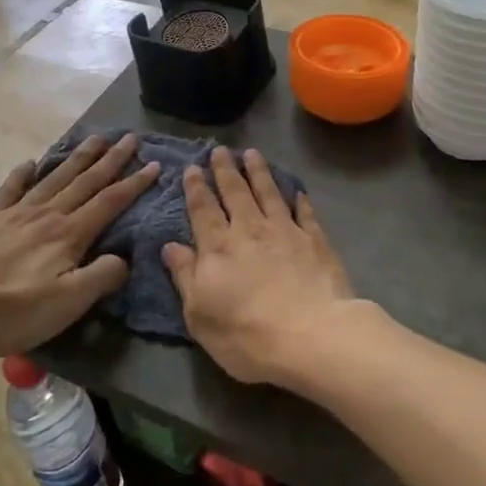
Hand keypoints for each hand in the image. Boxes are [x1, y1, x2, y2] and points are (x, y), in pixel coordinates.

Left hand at [0, 134, 158, 356]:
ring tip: (95, 138)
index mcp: (69, 234)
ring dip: (78, 158)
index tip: (155, 165)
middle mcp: (47, 214)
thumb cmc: (10, 309)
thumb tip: (125, 258)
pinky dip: (23, 174)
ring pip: (55, 178)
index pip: (109, 202)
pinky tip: (29, 162)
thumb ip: (100, 277)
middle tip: (130, 138)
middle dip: (111, 160)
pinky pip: (12, 189)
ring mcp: (15, 213)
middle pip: (85, 181)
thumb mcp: (66, 304)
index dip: (134, 184)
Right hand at [161, 147, 359, 386]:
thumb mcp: (200, 314)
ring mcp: (285, 231)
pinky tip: (297, 191)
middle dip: (225, 169)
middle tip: (220, 150)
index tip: (191, 167)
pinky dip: (299, 200)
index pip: (203, 209)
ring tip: (252, 153)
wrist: (312, 335)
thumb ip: (185, 276)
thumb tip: (170, 246)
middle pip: (235, 192)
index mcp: (218, 246)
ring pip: (269, 192)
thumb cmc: (246, 333)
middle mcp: (250, 229)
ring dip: (259, 172)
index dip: (196, 187)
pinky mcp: (315, 241)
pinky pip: (305, 213)